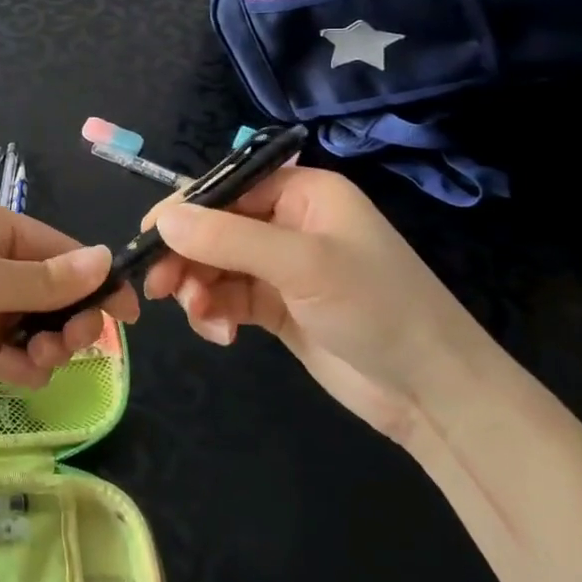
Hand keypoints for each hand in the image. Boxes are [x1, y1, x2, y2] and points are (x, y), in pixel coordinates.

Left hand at [0, 201, 139, 417]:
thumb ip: (45, 278)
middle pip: (53, 290)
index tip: (129, 313)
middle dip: (69, 317)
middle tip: (75, 342)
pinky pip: (14, 354)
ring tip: (36, 360)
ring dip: (47, 345)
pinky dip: (23, 365)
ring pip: (38, 326)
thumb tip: (105, 259)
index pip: (60, 249)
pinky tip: (16, 373)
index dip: (95, 279)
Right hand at [141, 167, 487, 442]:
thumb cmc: (375, 307)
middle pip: (214, 227)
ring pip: (215, 265)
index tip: (147, 239)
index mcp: (302, 193)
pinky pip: (228, 297)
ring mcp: (282, 266)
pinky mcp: (277, 306)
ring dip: (198, 289)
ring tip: (202, 318)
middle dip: (187, 257)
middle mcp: (288, 222)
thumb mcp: (301, 264)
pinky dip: (214, 312)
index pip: (226, 188)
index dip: (185, 210)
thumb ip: (227, 238)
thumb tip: (162, 218)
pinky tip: (221, 334)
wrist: (433, 393)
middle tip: (158, 289)